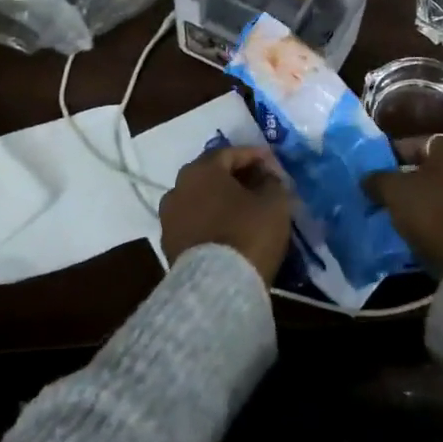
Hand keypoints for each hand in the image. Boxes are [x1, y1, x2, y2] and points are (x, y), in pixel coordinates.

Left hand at [160, 145, 295, 281]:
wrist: (215, 288)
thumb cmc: (247, 233)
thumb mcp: (274, 202)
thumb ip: (272, 181)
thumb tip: (266, 177)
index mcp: (202, 169)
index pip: (230, 153)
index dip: (255, 156)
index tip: (274, 164)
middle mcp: (178, 187)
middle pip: (211, 174)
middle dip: (236, 177)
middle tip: (259, 184)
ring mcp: (169, 217)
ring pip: (200, 199)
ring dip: (221, 201)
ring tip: (244, 210)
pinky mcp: (168, 245)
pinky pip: (194, 223)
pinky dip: (211, 222)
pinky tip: (229, 231)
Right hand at [364, 135, 442, 272]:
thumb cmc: (434, 212)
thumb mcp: (395, 192)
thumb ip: (379, 180)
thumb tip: (368, 178)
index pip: (418, 144)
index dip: (394, 157)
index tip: (379, 174)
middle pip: (439, 169)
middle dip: (418, 180)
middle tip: (395, 196)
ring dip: (437, 201)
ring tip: (413, 219)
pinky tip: (435, 235)